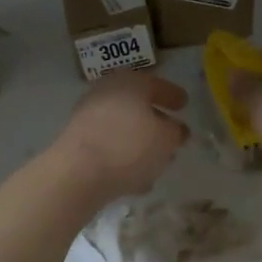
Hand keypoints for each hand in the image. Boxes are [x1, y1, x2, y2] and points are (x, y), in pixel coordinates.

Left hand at [52, 70, 188, 200]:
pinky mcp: (78, 143)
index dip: (172, 95)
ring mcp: (88, 117)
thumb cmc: (129, 145)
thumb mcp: (166, 138)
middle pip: (137, 106)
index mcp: (130, 82)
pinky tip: (137, 179)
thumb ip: (176, 132)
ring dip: (140, 143)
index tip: (184, 104)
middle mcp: (106, 93)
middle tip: (172, 135)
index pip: (156, 84)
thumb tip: (176, 129)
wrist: (77, 172)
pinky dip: (124, 159)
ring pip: (123, 129)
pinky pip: (109, 148)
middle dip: (155, 121)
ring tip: (158, 162)